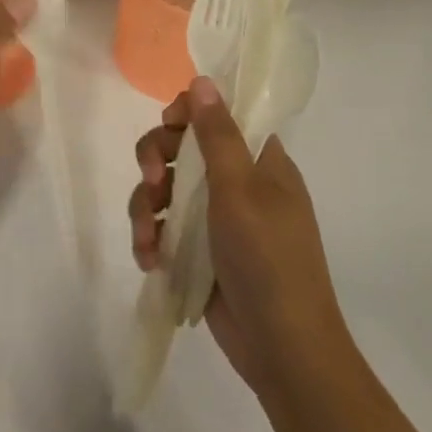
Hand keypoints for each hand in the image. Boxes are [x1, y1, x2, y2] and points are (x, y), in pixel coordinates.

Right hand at [129, 77, 348, 397]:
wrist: (284, 351)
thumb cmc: (269, 260)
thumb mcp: (241, 191)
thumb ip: (217, 135)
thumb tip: (202, 80)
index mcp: (259, 163)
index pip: (219, 116)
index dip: (187, 114)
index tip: (168, 125)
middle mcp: (237, 184)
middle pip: (180, 149)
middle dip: (156, 162)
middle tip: (151, 180)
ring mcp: (216, 220)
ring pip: (164, 190)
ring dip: (146, 208)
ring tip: (147, 239)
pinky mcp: (198, 252)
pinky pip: (163, 229)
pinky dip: (151, 239)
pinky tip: (149, 259)